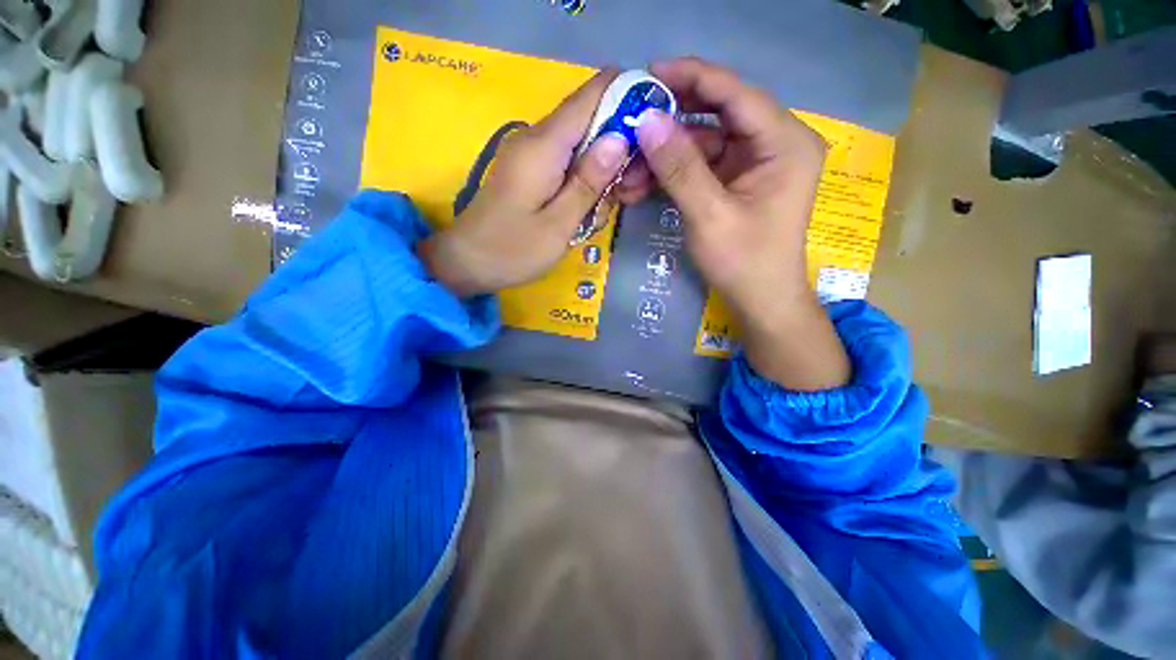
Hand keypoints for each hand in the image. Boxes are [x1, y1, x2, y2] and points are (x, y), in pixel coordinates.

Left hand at [419, 69, 628, 297]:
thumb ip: (588, 182)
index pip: (592, 94)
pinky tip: (593, 207)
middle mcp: (538, 138)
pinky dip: (587, 179)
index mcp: (545, 145)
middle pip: (592, 119)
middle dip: (621, 146)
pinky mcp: (532, 170)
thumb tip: (620, 137)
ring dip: (606, 169)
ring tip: (614, 204)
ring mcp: (534, 154)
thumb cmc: (513, 250)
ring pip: (584, 143)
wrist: (467, 262)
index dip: (627, 97)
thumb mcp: (559, 224)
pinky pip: (569, 162)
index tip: (654, 127)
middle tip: (632, 189)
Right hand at [624, 58, 850, 390]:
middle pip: (717, 115)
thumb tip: (646, 120)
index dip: (692, 78)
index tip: (648, 73)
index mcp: (784, 142)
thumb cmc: (744, 263)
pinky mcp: (738, 182)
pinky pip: (702, 166)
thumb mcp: (709, 216)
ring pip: (704, 143)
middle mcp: (774, 143)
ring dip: (665, 156)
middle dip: (670, 123)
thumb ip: (679, 167)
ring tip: (627, 169)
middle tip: (631, 123)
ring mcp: (755, 163)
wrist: (760, 302)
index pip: (735, 93)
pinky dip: (673, 174)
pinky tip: (643, 184)